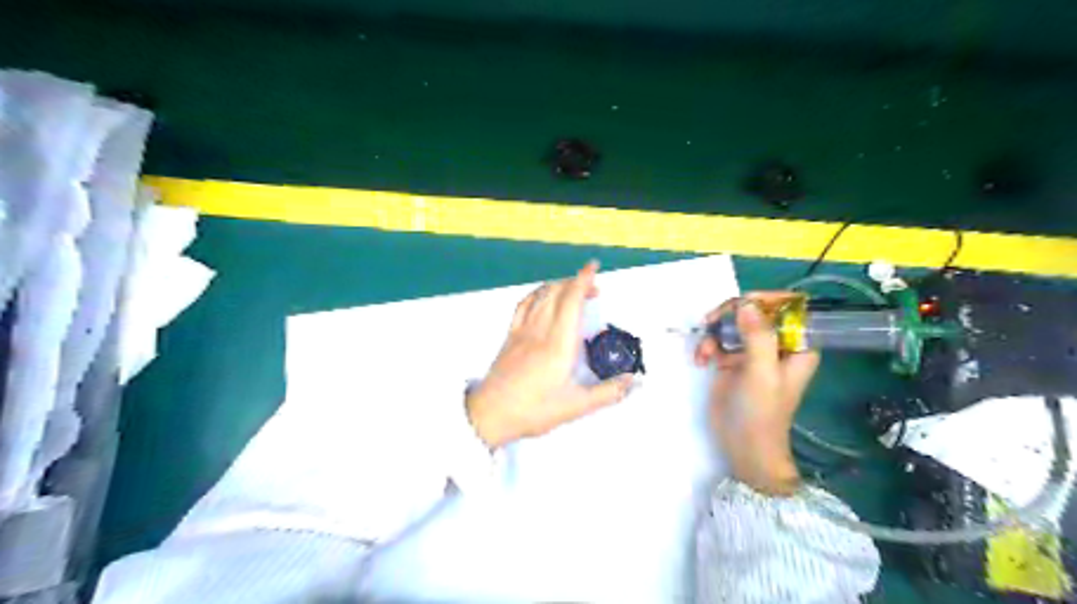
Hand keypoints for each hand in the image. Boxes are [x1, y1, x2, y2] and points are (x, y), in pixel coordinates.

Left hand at [467, 258, 633, 447]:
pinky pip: (523, 305)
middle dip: (576, 282)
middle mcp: (540, 330)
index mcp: (559, 344)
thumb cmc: (534, 410)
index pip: (572, 300)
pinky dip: (537, 294)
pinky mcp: (510, 336)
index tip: (594, 267)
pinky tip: (543, 297)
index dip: (584, 280)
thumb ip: (608, 393)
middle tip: (594, 288)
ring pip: (540, 295)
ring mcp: (522, 331)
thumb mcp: (576, 406)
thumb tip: (632, 381)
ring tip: (573, 290)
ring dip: (559, 285)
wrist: (490, 414)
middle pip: (557, 292)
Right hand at [695, 289, 822, 495]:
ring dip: (715, 332)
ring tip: (705, 351)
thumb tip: (746, 303)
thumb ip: (757, 336)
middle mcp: (776, 344)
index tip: (741, 305)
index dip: (766, 300)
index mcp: (796, 345)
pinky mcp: (732, 360)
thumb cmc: (761, 412)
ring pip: (733, 323)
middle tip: (712, 322)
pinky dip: (708, 345)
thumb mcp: (762, 373)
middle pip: (755, 310)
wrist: (743, 446)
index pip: (788, 307)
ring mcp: (752, 351)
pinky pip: (719, 339)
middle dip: (731, 314)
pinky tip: (701, 359)